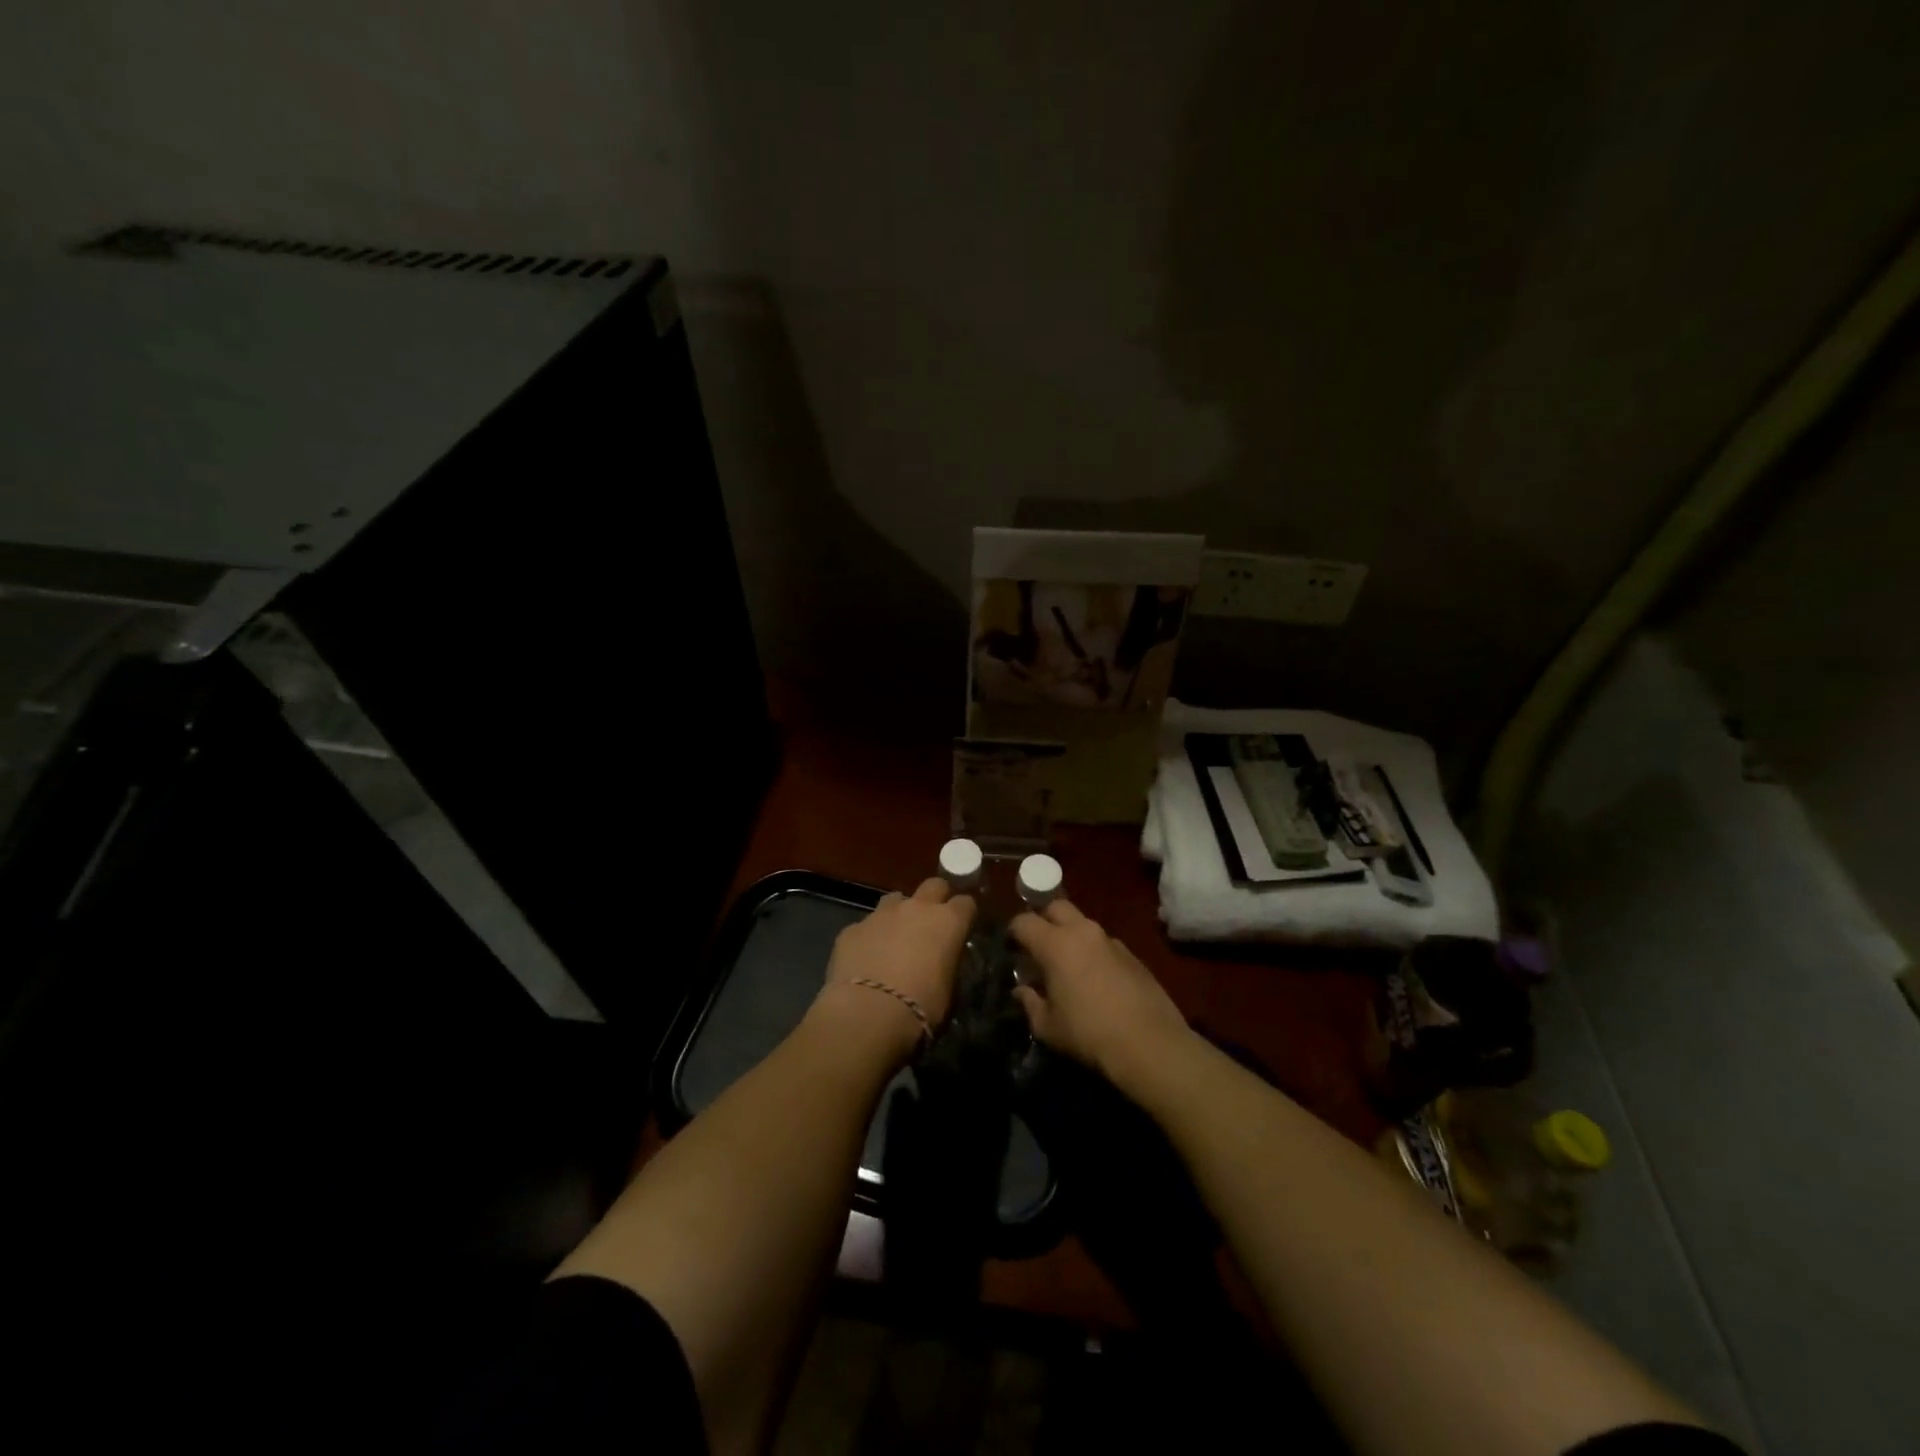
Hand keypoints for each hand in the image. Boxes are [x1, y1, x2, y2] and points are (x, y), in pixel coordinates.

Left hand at [818, 877, 975, 1052]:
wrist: (867, 1014)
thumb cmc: (921, 1007)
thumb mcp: (948, 991)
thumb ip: (947, 965)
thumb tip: (942, 962)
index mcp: (948, 922)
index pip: (966, 903)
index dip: (964, 916)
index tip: (962, 929)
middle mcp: (916, 908)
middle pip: (933, 885)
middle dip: (935, 899)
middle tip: (931, 925)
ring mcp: (881, 914)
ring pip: (895, 899)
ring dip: (899, 914)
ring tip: (895, 939)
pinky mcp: (852, 928)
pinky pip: (865, 925)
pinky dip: (869, 937)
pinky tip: (866, 959)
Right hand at [1010, 898, 1191, 1085]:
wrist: (1149, 1043)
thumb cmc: (1088, 1034)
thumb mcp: (1048, 1026)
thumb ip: (1030, 1003)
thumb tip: (1022, 990)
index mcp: (1055, 944)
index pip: (1024, 922)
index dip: (1013, 932)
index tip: (1010, 947)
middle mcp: (1083, 932)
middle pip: (1056, 907)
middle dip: (1043, 919)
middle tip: (1038, 946)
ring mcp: (1111, 941)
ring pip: (1083, 924)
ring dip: (1071, 936)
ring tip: (1067, 965)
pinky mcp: (1132, 955)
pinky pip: (1104, 943)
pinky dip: (1093, 952)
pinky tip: (1096, 979)